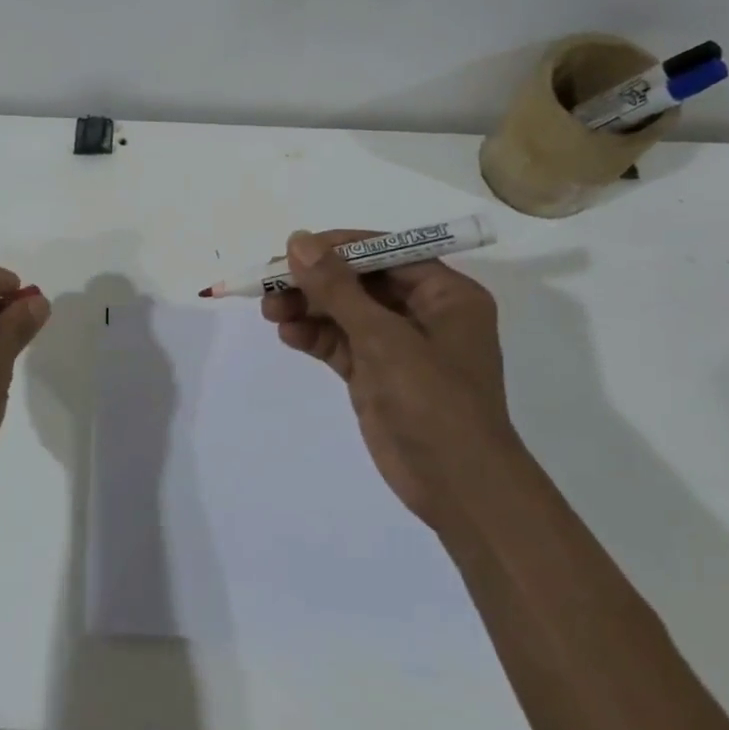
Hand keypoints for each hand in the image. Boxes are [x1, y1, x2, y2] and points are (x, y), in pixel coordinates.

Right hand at [261, 229, 516, 528]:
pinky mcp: (377, 375)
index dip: (339, 247)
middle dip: (316, 283)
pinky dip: (314, 337)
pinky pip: (340, 344)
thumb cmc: (433, 401)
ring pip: (345, 313)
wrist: (458, 488)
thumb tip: (298, 241)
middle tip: (271, 284)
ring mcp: (399, 347)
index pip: (386, 252)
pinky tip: (288, 335)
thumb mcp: (383, 338)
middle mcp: (424, 314)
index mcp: (446, 294)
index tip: (294, 250)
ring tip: (270, 311)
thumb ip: (337, 288)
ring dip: (308, 309)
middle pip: (360, 282)